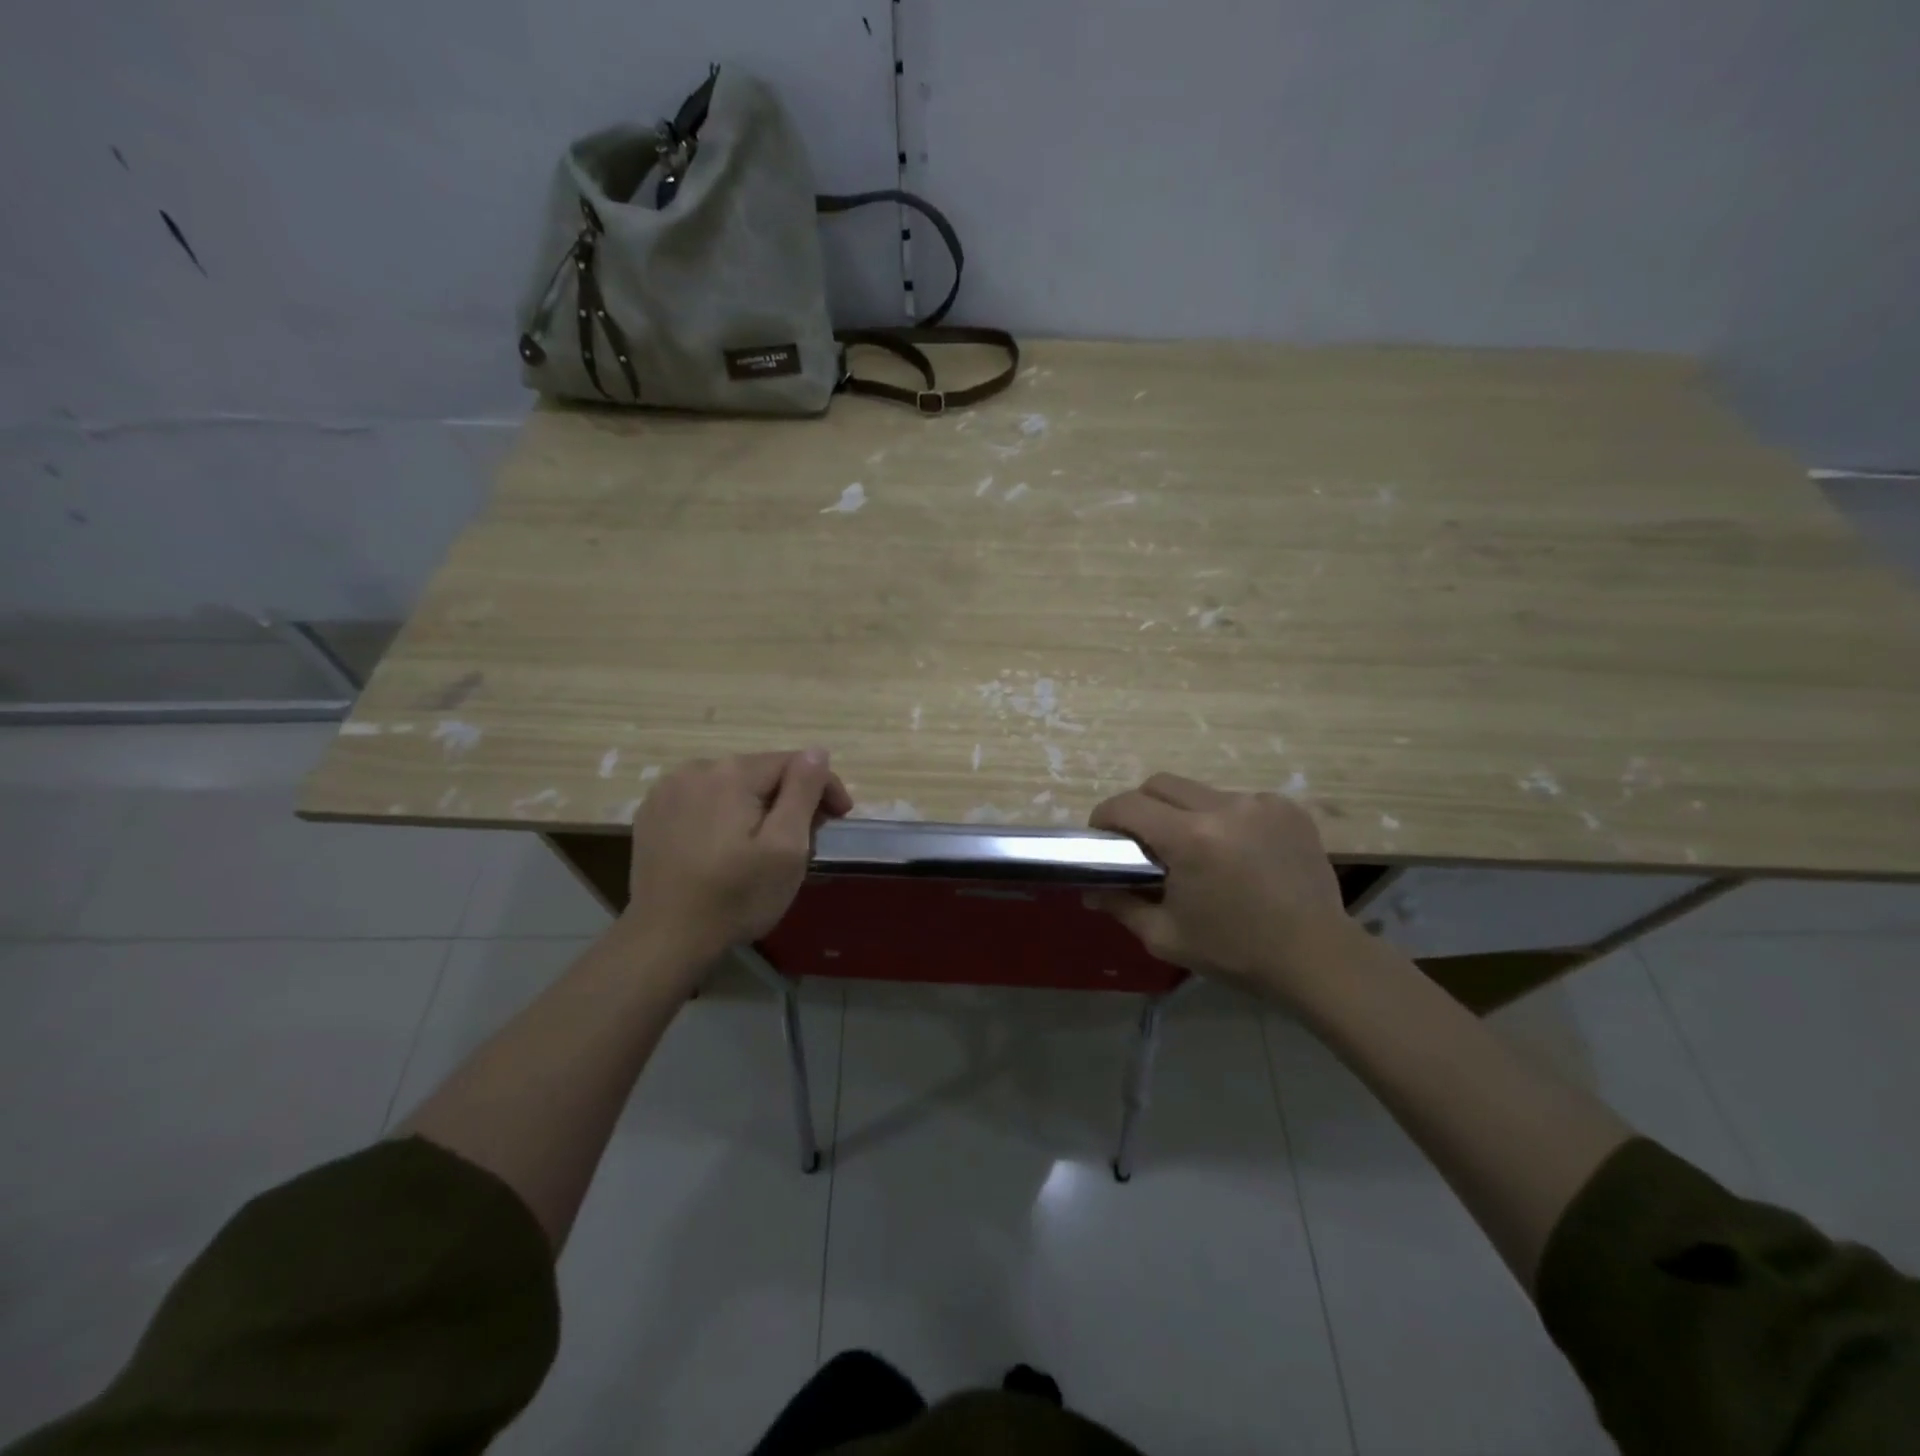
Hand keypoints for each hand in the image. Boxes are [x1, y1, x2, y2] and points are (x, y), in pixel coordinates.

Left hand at [621, 749, 850, 981]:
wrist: (666, 939)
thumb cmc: (737, 896)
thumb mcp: (786, 847)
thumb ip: (803, 792)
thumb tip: (817, 752)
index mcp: (732, 772)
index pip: (794, 762)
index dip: (824, 786)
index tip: (839, 818)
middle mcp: (696, 768)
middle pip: (761, 772)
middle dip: (789, 797)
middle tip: (807, 838)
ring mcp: (668, 790)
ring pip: (731, 784)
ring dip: (756, 805)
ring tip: (766, 844)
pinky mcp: (651, 813)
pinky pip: (702, 800)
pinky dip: (722, 814)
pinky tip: (726, 845)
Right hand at [1087, 772, 1351, 997]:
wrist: (1317, 957)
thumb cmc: (1235, 951)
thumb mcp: (1166, 936)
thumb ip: (1122, 906)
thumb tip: (1089, 892)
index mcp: (1189, 839)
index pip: (1128, 804)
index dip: (1106, 815)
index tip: (1102, 834)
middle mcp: (1223, 808)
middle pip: (1161, 784)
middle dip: (1142, 805)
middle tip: (1143, 840)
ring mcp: (1260, 803)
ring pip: (1201, 792)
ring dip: (1186, 813)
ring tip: (1198, 850)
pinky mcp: (1287, 808)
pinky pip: (1239, 801)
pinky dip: (1227, 819)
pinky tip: (1238, 852)